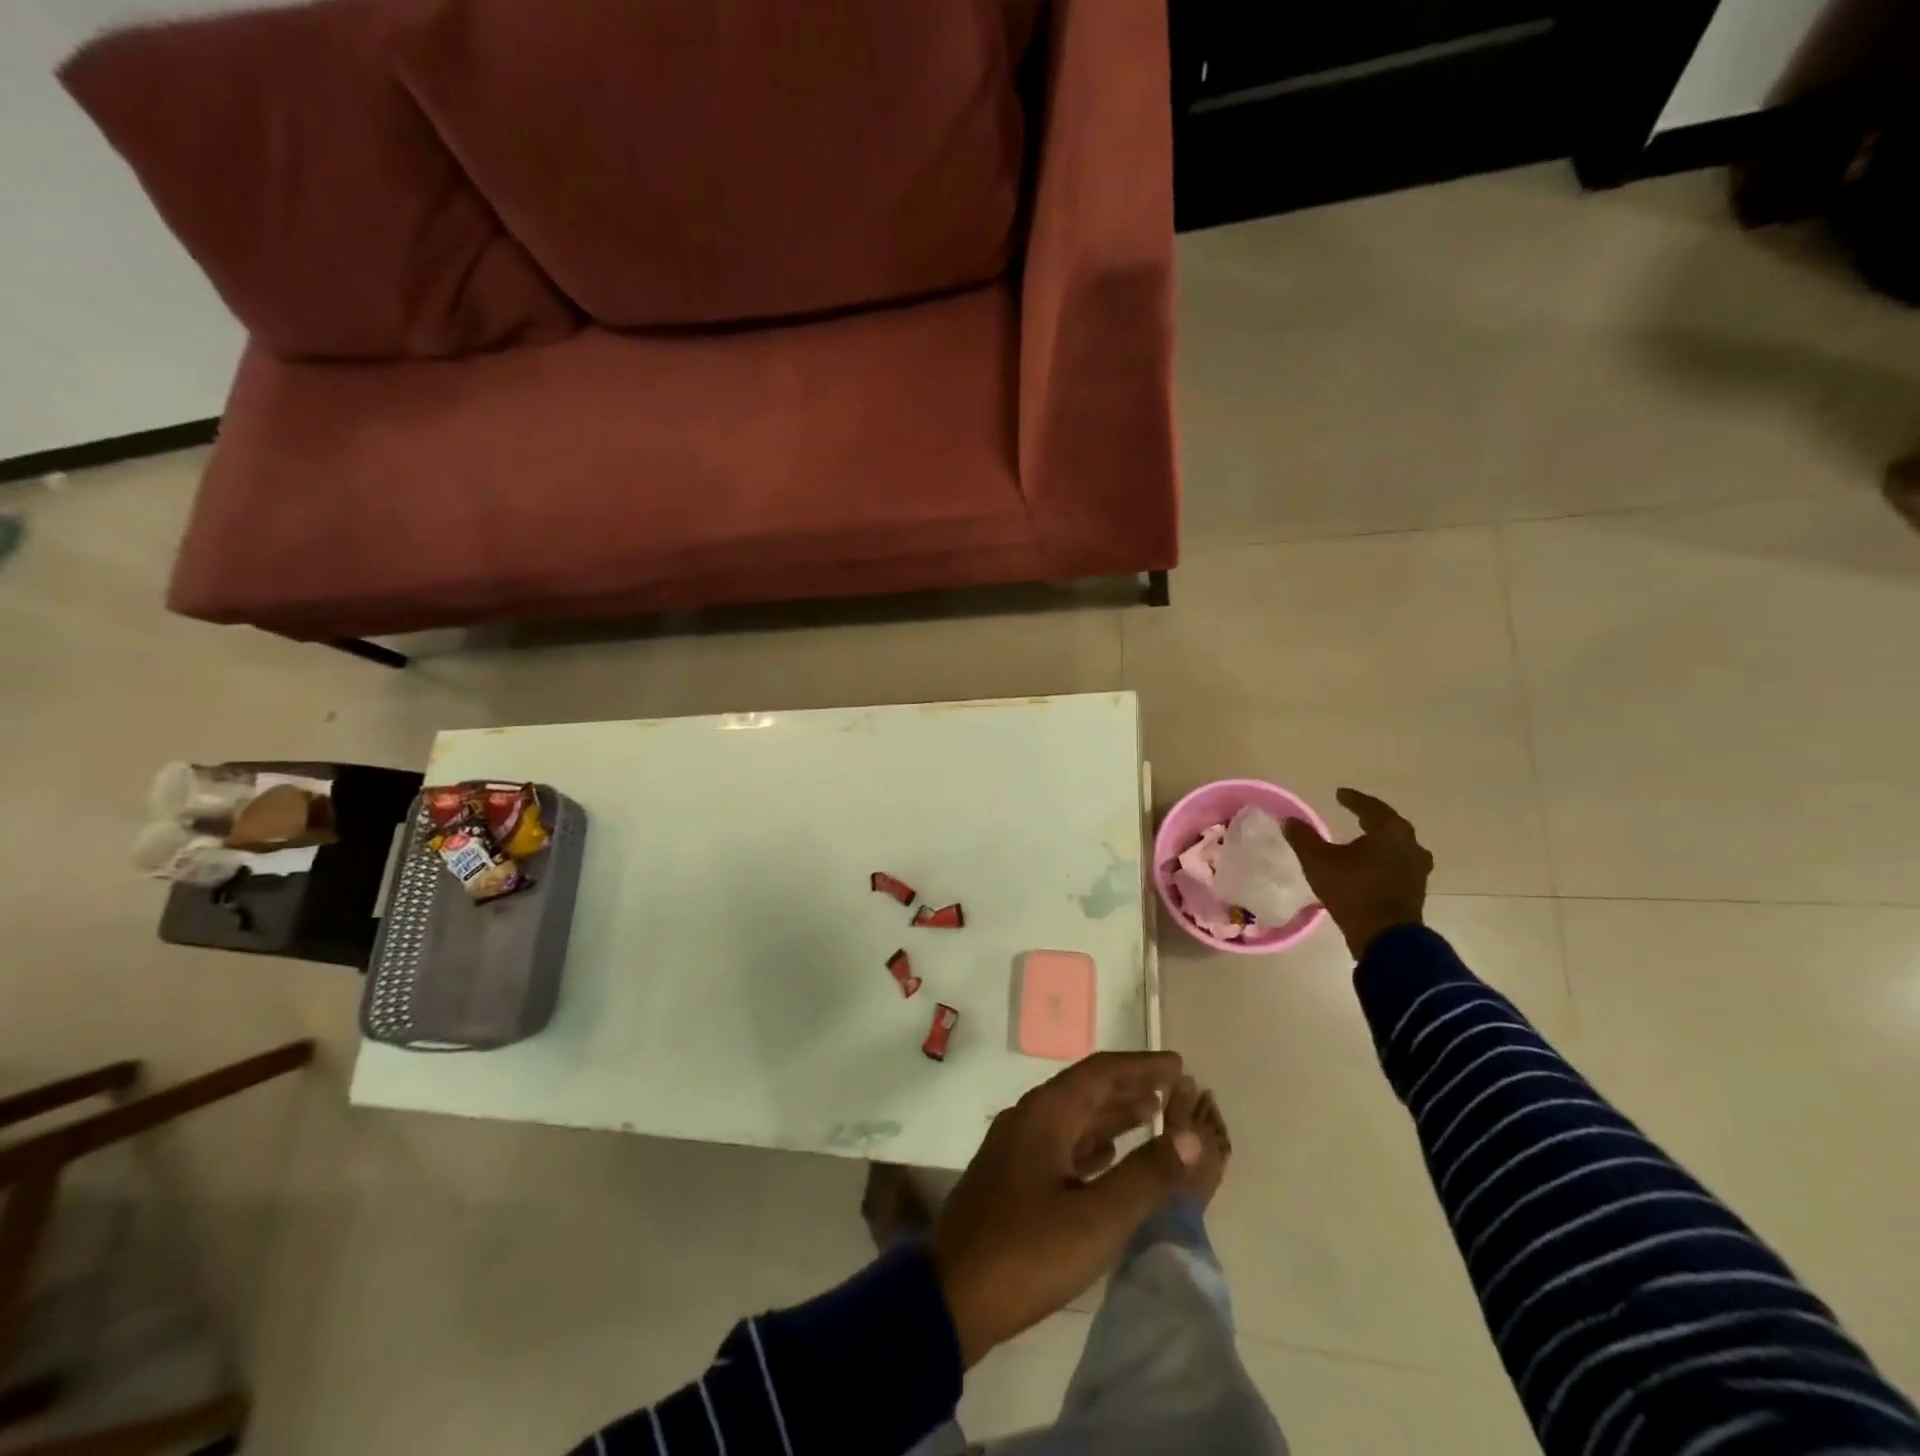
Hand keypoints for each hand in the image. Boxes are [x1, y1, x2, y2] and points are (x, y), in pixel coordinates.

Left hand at [929, 1051, 1198, 1366]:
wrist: (952, 1296)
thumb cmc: (1027, 1252)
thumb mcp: (1096, 1219)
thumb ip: (1146, 1176)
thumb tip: (1191, 1138)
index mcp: (1045, 1114)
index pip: (1100, 1072)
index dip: (1141, 1066)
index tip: (1178, 1064)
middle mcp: (1028, 1119)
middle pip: (1085, 1091)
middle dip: (1129, 1088)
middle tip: (1172, 1090)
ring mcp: (1016, 1148)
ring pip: (1072, 1119)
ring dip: (1111, 1116)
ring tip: (1152, 1115)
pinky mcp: (1011, 1178)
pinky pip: (1060, 1145)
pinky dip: (1090, 1144)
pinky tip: (1108, 1156)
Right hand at [1282, 787, 1432, 958]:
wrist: (1384, 936)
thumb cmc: (1352, 890)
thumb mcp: (1318, 861)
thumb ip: (1303, 837)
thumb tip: (1289, 820)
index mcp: (1390, 832)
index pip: (1371, 807)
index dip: (1353, 800)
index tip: (1339, 794)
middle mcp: (1410, 846)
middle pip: (1389, 826)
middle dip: (1370, 819)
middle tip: (1354, 815)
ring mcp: (1417, 869)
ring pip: (1397, 847)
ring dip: (1379, 842)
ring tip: (1362, 841)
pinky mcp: (1415, 890)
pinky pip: (1398, 865)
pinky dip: (1384, 860)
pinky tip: (1370, 867)